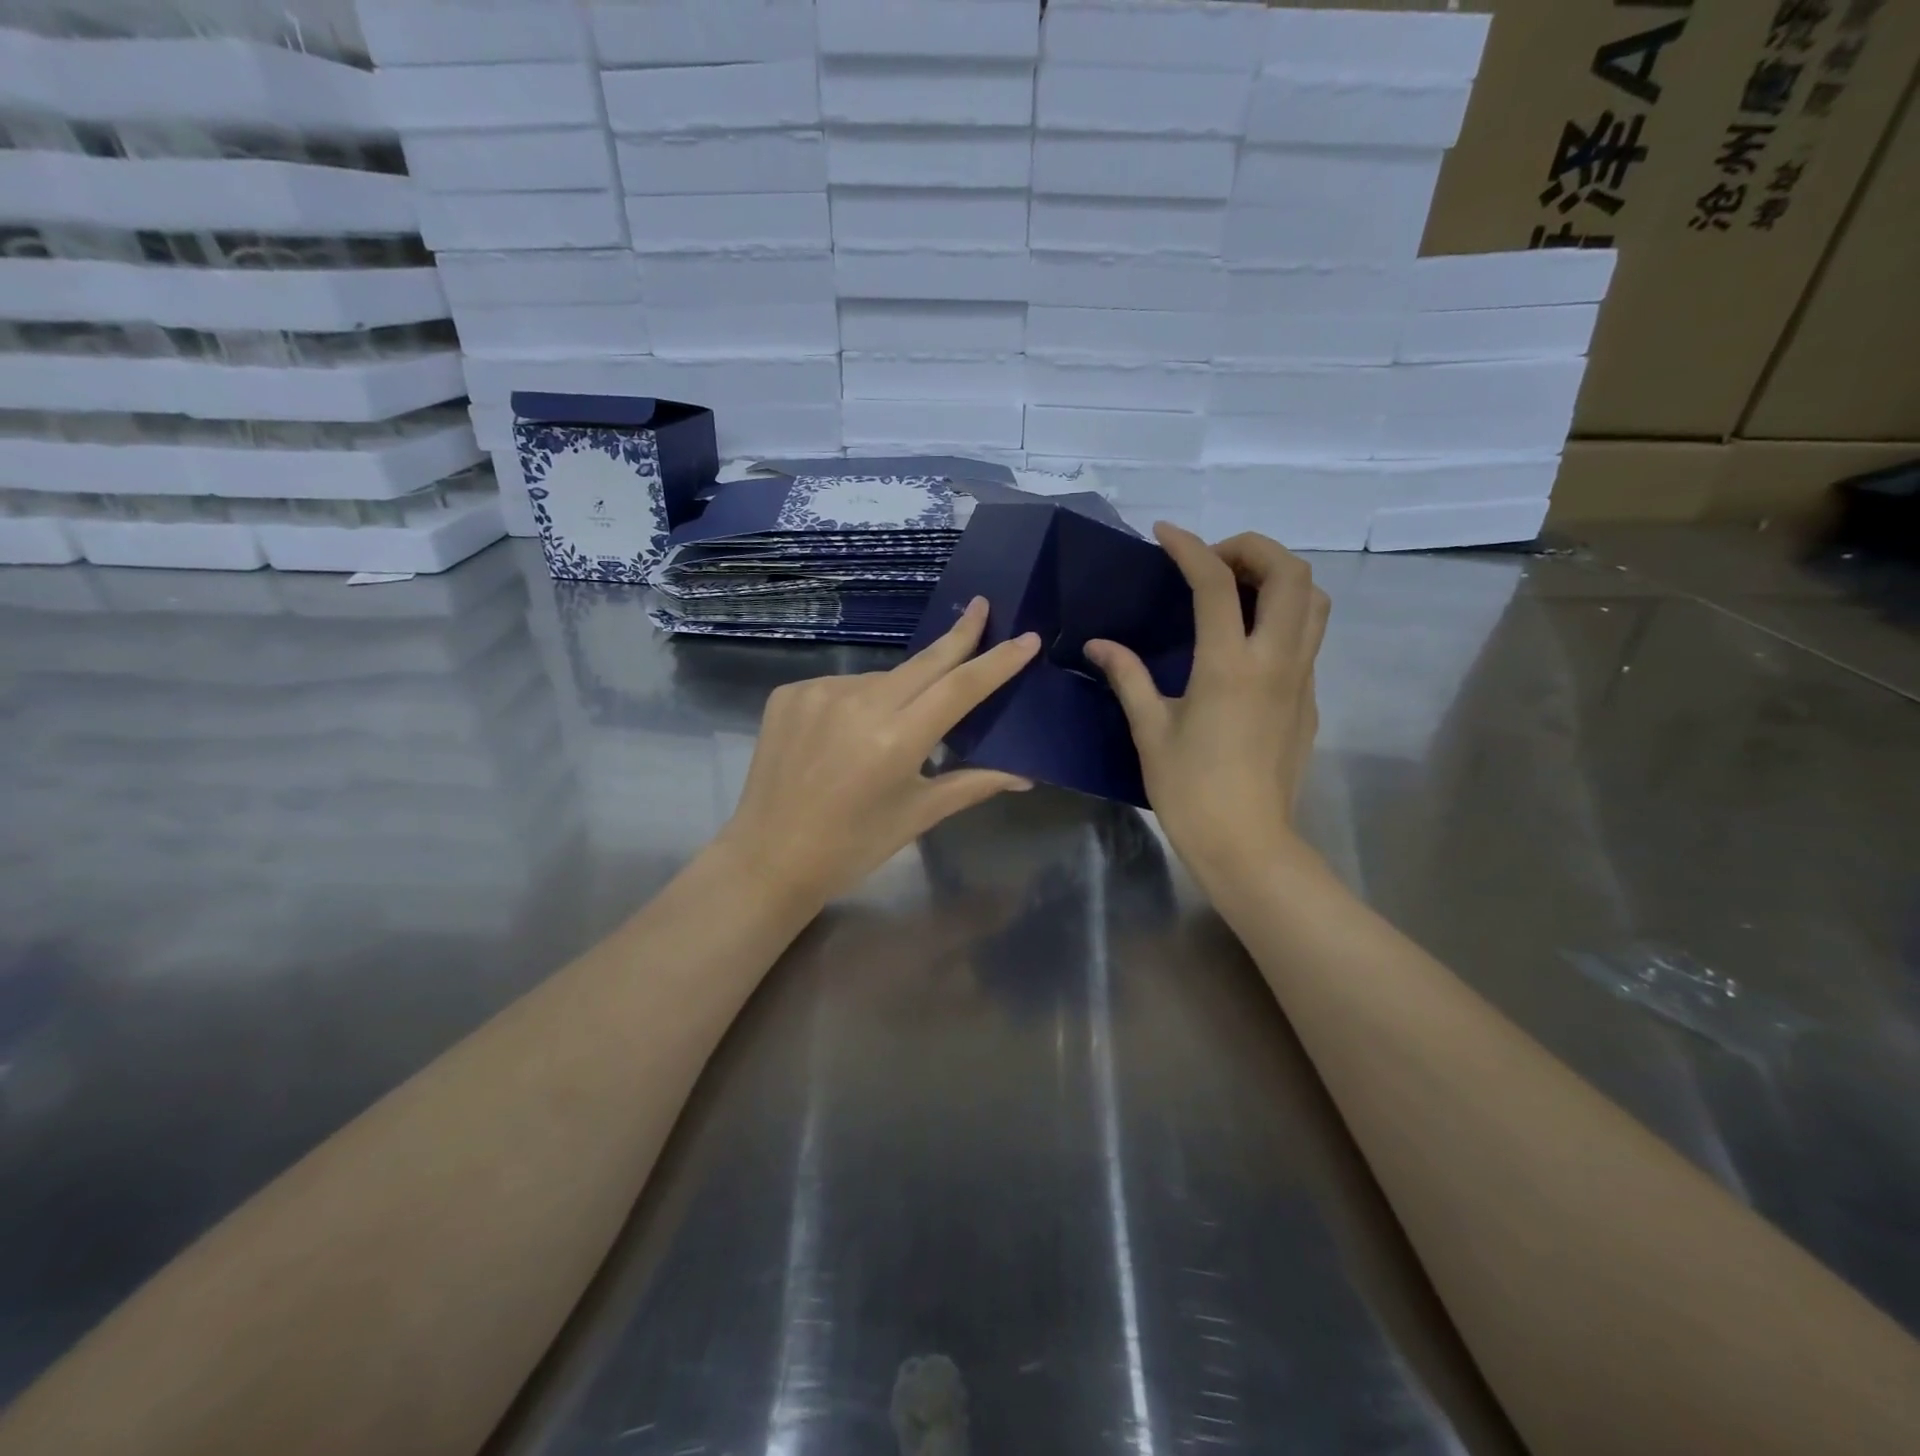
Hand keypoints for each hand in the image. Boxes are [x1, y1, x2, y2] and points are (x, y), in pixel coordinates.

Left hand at [718, 598, 1040, 904]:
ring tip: (892, 729)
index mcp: (897, 740)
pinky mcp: (789, 693)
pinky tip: (848, 733)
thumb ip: (973, 783)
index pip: (960, 688)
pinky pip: (842, 686)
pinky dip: (858, 701)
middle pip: (925, 662)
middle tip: (983, 606)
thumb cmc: (853, 846)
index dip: (997, 661)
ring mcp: (819, 693)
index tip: (1026, 638)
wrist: (769, 858)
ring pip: (882, 678)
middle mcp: (859, 704)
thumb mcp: (918, 815)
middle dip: (959, 635)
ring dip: (901, 689)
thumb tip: (1025, 775)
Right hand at [1085, 525, 1328, 890]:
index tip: (1165, 534)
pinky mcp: (1309, 699)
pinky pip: (1308, 636)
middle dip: (1252, 548)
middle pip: (1290, 573)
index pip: (1215, 584)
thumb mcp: (1150, 731)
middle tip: (1212, 561)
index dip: (1189, 548)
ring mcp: (1301, 679)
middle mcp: (1275, 661)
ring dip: (1278, 576)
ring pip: (1313, 600)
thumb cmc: (1190, 790)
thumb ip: (1128, 677)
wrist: (1247, 843)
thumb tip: (1099, 644)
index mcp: (1228, 666)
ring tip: (1236, 590)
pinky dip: (1282, 614)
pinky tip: (1245, 640)